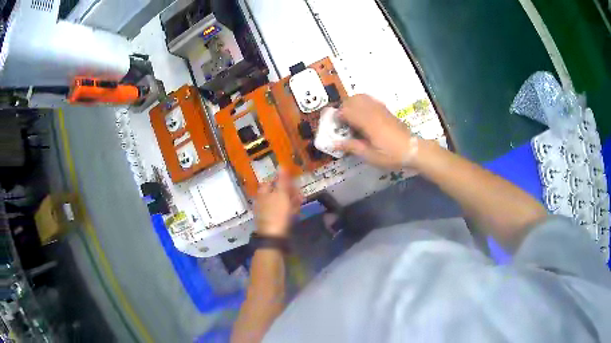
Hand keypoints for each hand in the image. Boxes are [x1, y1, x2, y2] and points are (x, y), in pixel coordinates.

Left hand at [254, 169, 302, 237]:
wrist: (274, 237)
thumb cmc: (277, 213)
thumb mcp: (282, 194)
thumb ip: (283, 180)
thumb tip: (281, 165)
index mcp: (263, 192)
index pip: (272, 180)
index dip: (282, 179)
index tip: (293, 181)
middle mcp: (263, 200)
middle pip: (276, 191)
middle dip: (289, 191)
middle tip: (299, 193)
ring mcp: (267, 211)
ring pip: (280, 202)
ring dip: (291, 200)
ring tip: (300, 202)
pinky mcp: (272, 221)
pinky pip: (281, 212)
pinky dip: (288, 210)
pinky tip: (296, 211)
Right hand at [337, 94, 419, 168]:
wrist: (412, 150)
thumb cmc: (391, 155)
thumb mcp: (371, 156)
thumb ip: (352, 147)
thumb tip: (334, 143)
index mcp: (369, 123)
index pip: (348, 111)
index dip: (339, 116)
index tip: (336, 125)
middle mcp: (374, 112)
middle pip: (353, 100)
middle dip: (344, 108)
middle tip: (342, 121)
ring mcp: (381, 108)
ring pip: (361, 96)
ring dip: (352, 103)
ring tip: (351, 116)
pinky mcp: (386, 109)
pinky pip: (370, 99)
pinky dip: (362, 102)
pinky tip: (362, 113)